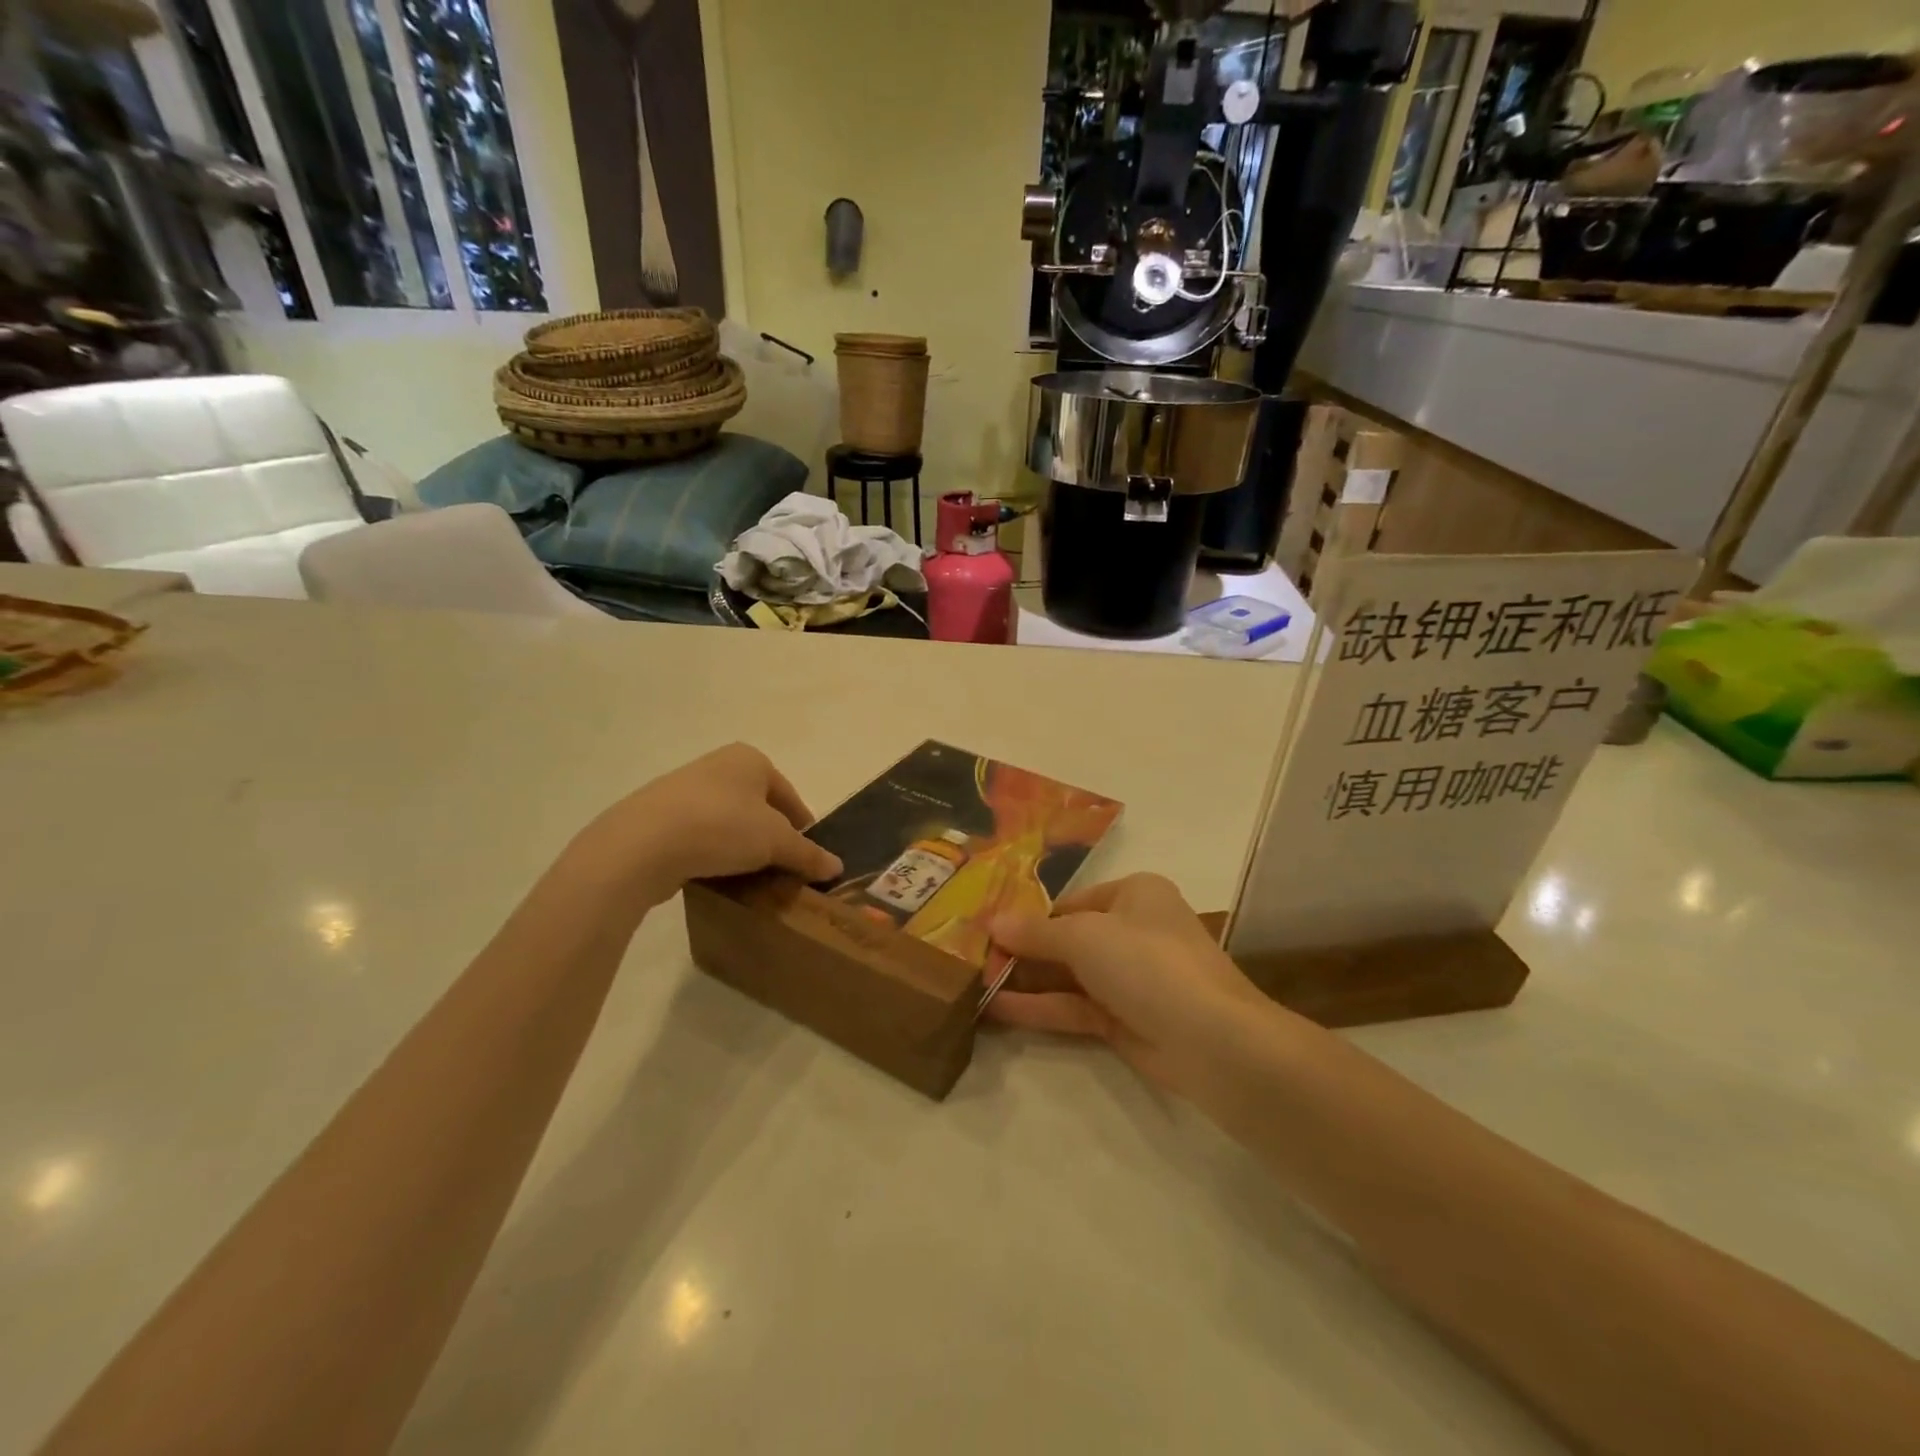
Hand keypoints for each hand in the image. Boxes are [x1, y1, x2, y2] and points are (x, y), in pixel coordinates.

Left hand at [570, 743, 842, 902]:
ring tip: (749, 878)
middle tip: (780, 870)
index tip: (807, 858)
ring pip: (728, 822)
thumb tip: (836, 867)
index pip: (789, 796)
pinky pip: (699, 836)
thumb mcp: (776, 842)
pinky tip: (715, 876)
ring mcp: (684, 789)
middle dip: (771, 838)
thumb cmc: (722, 827)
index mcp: (750, 759)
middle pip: (759, 808)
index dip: (803, 828)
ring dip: (741, 848)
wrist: (641, 844)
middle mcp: (717, 765)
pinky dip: (712, 854)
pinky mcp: (658, 817)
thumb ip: (807, 854)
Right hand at [985, 873, 1270, 1096]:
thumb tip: (993, 922)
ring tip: (974, 984)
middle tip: (974, 959)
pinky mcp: (1126, 1021)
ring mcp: (1130, 979)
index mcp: (1134, 894)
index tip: (987, 928)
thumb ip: (1036, 932)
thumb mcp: (1084, 936)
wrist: (1213, 1040)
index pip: (1071, 902)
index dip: (1029, 915)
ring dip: (1026, 980)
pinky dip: (1040, 1007)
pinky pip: (1075, 1008)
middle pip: (1068, 938)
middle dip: (1023, 950)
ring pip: (1069, 976)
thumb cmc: (1147, 962)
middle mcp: (1134, 930)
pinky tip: (997, 1009)